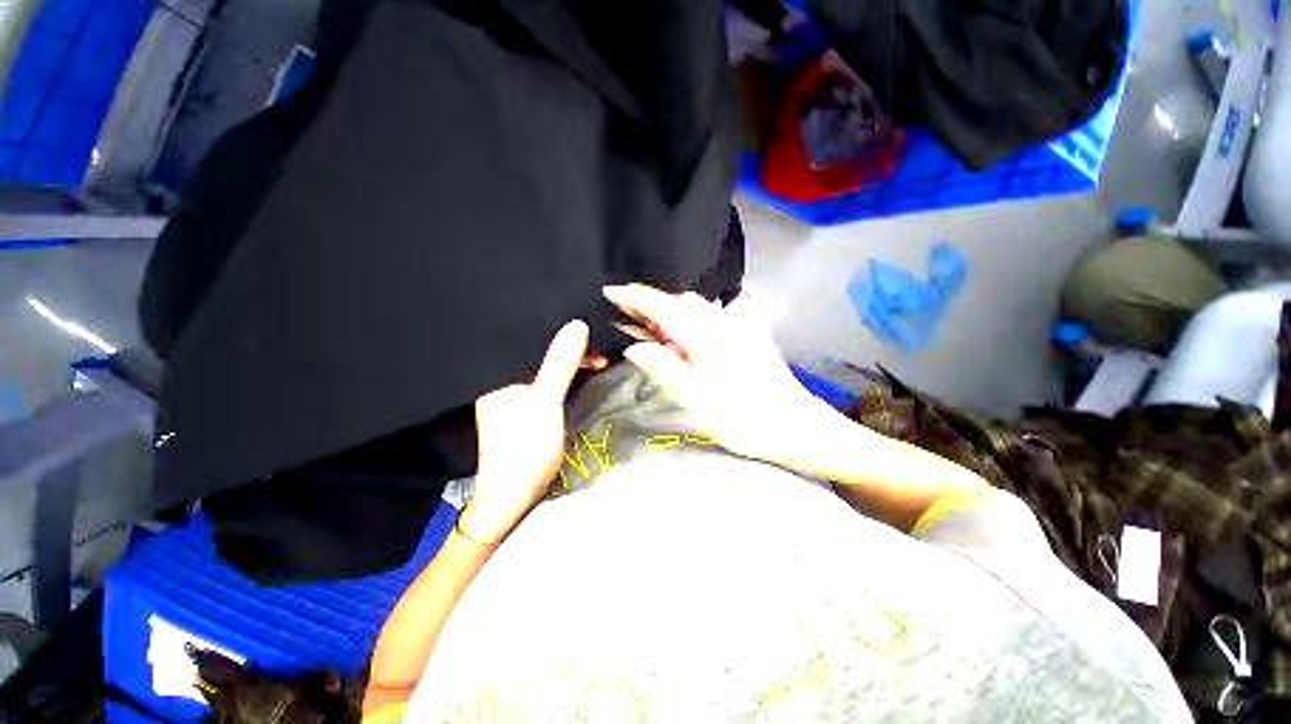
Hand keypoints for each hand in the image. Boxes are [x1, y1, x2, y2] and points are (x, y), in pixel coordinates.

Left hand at [458, 320, 588, 543]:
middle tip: (598, 350)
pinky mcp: (525, 408)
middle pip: (538, 354)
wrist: (513, 496)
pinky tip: (581, 375)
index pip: (529, 341)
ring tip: (596, 359)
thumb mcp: (546, 401)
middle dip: (568, 350)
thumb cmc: (526, 447)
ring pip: (545, 368)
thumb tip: (577, 324)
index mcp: (499, 374)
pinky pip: (547, 382)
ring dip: (569, 363)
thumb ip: (560, 363)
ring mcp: (514, 395)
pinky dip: (565, 378)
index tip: (590, 337)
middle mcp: (502, 380)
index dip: (561, 336)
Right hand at [603, 284, 828, 464]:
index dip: (634, 297)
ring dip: (671, 310)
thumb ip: (664, 369)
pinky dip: (690, 318)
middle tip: (627, 316)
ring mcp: (736, 328)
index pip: (662, 307)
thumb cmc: (743, 418)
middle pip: (680, 302)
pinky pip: (711, 316)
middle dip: (652, 303)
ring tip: (652, 327)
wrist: (796, 425)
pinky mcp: (747, 336)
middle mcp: (720, 324)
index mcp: (704, 337)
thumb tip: (634, 347)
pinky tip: (686, 337)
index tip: (610, 291)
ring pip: (696, 307)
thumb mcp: (697, 399)